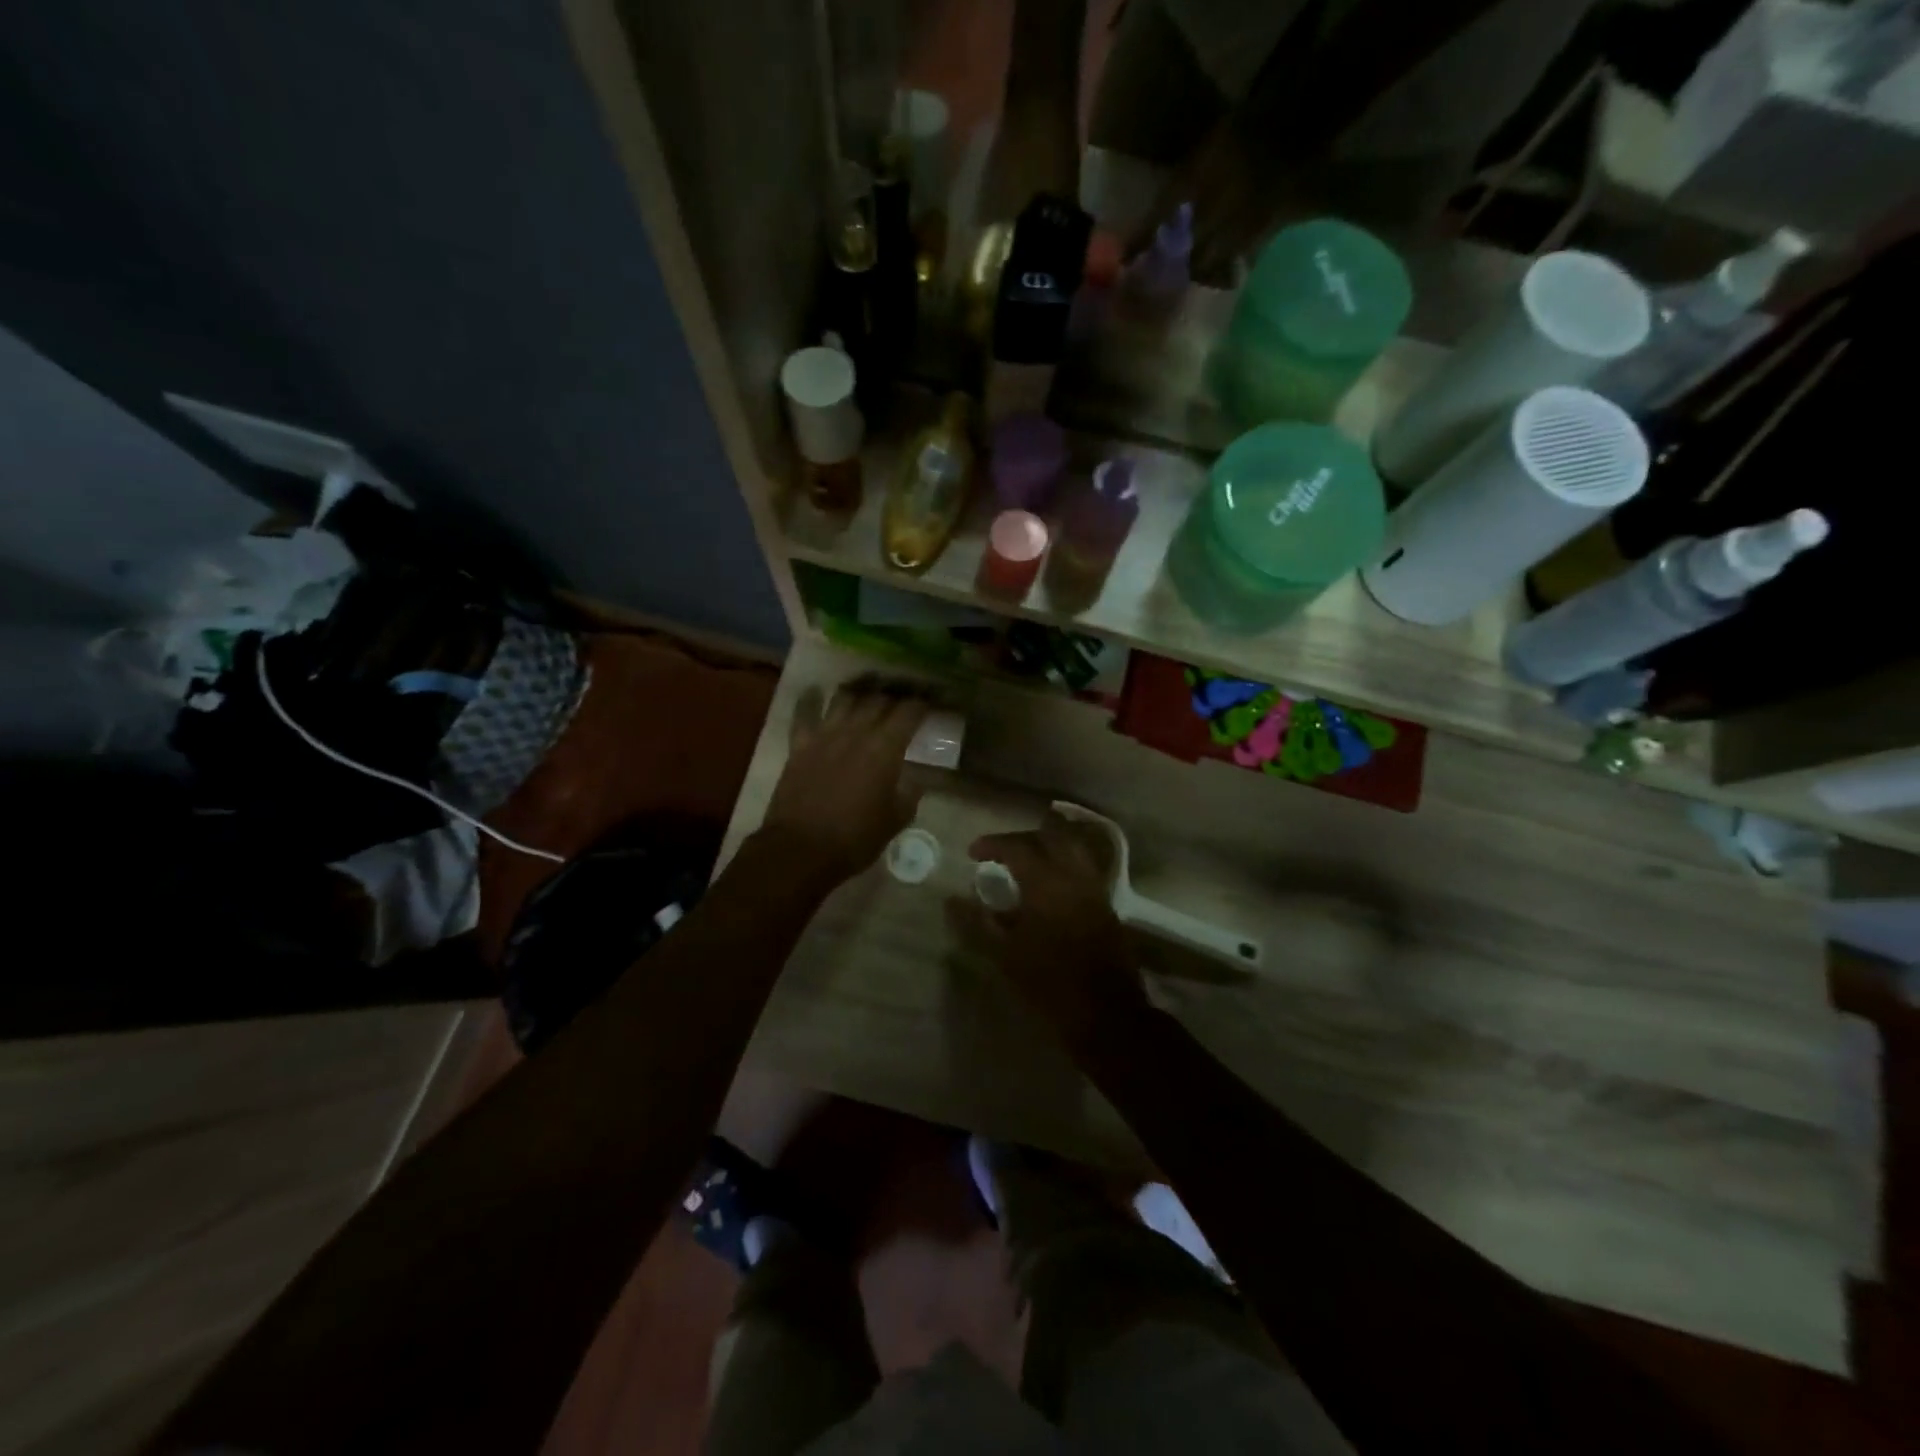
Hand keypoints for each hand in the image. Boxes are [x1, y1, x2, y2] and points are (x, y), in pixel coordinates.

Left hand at [760, 680, 930, 886]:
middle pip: (878, 699)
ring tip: (868, 694)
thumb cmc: (855, 838)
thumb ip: (910, 794)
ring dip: (860, 693)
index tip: (931, 702)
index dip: (923, 703)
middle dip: (894, 695)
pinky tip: (815, 692)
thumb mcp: (895, 820)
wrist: (801, 849)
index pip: (909, 712)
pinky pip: (804, 713)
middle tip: (903, 699)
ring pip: (844, 698)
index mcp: (885, 749)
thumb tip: (916, 779)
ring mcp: (824, 735)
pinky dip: (811, 700)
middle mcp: (856, 732)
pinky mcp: (799, 745)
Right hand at [956, 814, 1141, 1044]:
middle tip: (999, 852)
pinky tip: (1048, 885)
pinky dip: (1063, 863)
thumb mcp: (1004, 955)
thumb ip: (977, 923)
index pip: (1017, 846)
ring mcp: (1094, 888)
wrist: (1106, 1014)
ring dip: (1046, 846)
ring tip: (1024, 862)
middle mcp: (1073, 876)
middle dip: (1021, 838)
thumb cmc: (1049, 984)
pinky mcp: (1106, 905)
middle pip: (1049, 837)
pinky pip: (1083, 867)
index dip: (992, 844)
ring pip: (1071, 848)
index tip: (972, 853)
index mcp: (1046, 882)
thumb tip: (951, 900)